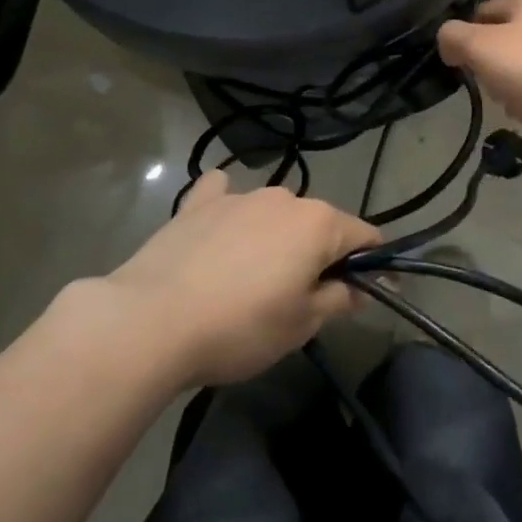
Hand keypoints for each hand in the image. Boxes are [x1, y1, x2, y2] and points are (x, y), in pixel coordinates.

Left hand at [101, 171, 380, 386]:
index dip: (372, 264)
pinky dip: (230, 207)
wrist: (150, 321)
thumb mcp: (301, 325)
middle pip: (318, 224)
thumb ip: (338, 299)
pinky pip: (223, 195)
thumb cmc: (239, 327)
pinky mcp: (198, 203)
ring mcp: (239, 196)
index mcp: (318, 223)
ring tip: (253, 279)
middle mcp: (284, 198)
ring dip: (277, 238)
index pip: (364, 236)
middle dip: (320, 254)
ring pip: (275, 214)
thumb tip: (359, 289)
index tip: (367, 293)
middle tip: (303, 299)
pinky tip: (219, 226)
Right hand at [437, 0, 521, 138]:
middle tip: (490, 85)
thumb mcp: (483, 47)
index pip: (481, 11)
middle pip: (502, 41)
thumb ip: (455, 38)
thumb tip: (446, 40)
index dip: (465, 36)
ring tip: (515, 104)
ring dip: (512, 87)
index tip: (460, 63)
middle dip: (491, 67)